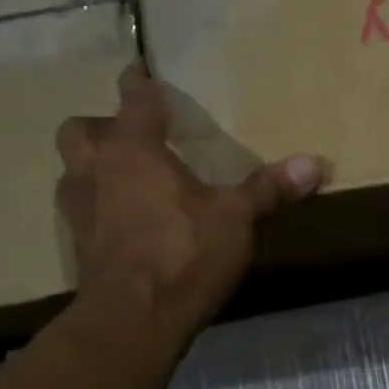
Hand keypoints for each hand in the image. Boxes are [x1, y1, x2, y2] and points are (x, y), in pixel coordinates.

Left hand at [55, 64, 326, 338]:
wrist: (133, 320)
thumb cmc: (183, 253)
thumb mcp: (235, 218)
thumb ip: (269, 189)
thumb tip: (316, 164)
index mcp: (133, 150)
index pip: (133, 100)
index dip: (138, 82)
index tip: (139, 68)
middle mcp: (96, 170)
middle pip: (80, 131)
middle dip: (101, 126)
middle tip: (130, 137)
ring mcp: (78, 210)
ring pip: (72, 171)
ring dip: (92, 168)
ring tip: (123, 178)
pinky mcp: (76, 247)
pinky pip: (79, 212)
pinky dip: (96, 208)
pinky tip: (122, 224)